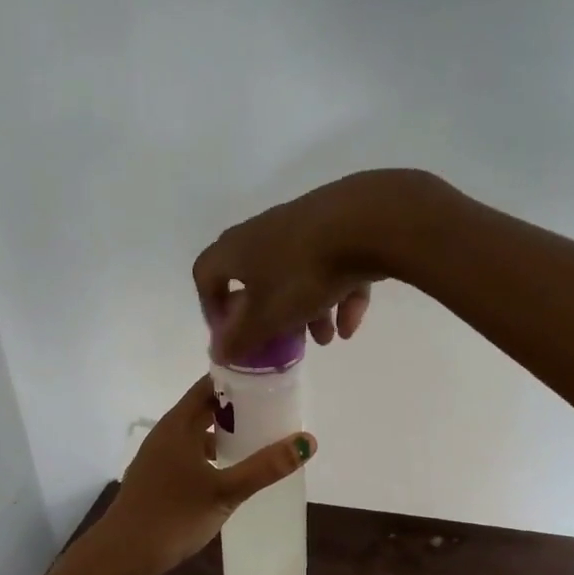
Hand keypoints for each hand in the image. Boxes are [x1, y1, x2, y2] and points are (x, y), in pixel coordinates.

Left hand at [81, 376, 315, 574]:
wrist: (122, 555)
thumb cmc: (173, 516)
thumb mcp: (225, 492)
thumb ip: (265, 467)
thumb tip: (308, 441)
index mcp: (178, 424)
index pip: (210, 385)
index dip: (239, 379)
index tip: (270, 381)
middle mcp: (167, 433)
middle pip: (205, 408)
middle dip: (238, 408)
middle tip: (275, 410)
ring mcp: (159, 456)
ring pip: (198, 433)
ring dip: (226, 433)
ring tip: (261, 439)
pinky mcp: (158, 478)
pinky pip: (191, 454)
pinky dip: (213, 455)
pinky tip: (232, 472)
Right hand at [193, 168, 447, 363]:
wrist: (367, 222)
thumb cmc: (304, 273)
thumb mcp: (268, 317)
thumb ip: (240, 338)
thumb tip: (218, 352)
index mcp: (235, 249)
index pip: (206, 275)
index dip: (212, 308)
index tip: (231, 335)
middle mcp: (263, 232)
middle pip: (257, 279)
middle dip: (271, 316)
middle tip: (284, 341)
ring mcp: (302, 226)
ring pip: (297, 275)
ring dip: (309, 311)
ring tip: (327, 339)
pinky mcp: (339, 226)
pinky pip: (331, 265)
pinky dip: (338, 295)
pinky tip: (351, 324)